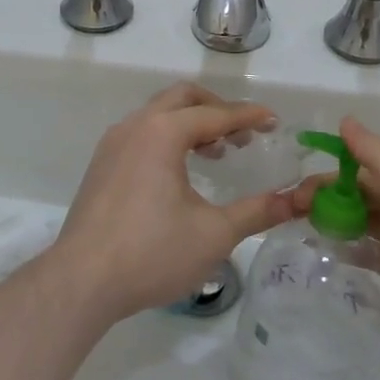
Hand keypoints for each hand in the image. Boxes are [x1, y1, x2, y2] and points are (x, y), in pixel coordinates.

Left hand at [51, 83, 293, 320]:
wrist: (81, 280)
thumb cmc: (152, 253)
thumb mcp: (214, 234)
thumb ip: (257, 211)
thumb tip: (298, 201)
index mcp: (163, 132)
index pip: (215, 114)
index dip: (248, 117)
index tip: (274, 122)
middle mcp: (136, 126)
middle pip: (183, 98)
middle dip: (217, 109)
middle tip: (243, 135)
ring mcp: (113, 143)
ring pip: (159, 113)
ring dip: (190, 123)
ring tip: (216, 153)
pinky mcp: (101, 163)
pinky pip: (141, 132)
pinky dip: (167, 137)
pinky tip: (179, 172)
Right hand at [291, 117, 379, 379]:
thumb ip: (379, 158)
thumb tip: (346, 121)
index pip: (363, 174)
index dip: (329, 175)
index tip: (295, 188)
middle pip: (358, 205)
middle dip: (324, 204)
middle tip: (288, 217)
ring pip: (359, 239)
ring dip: (331, 235)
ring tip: (296, 242)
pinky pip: (365, 279)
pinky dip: (344, 272)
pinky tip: (319, 276)